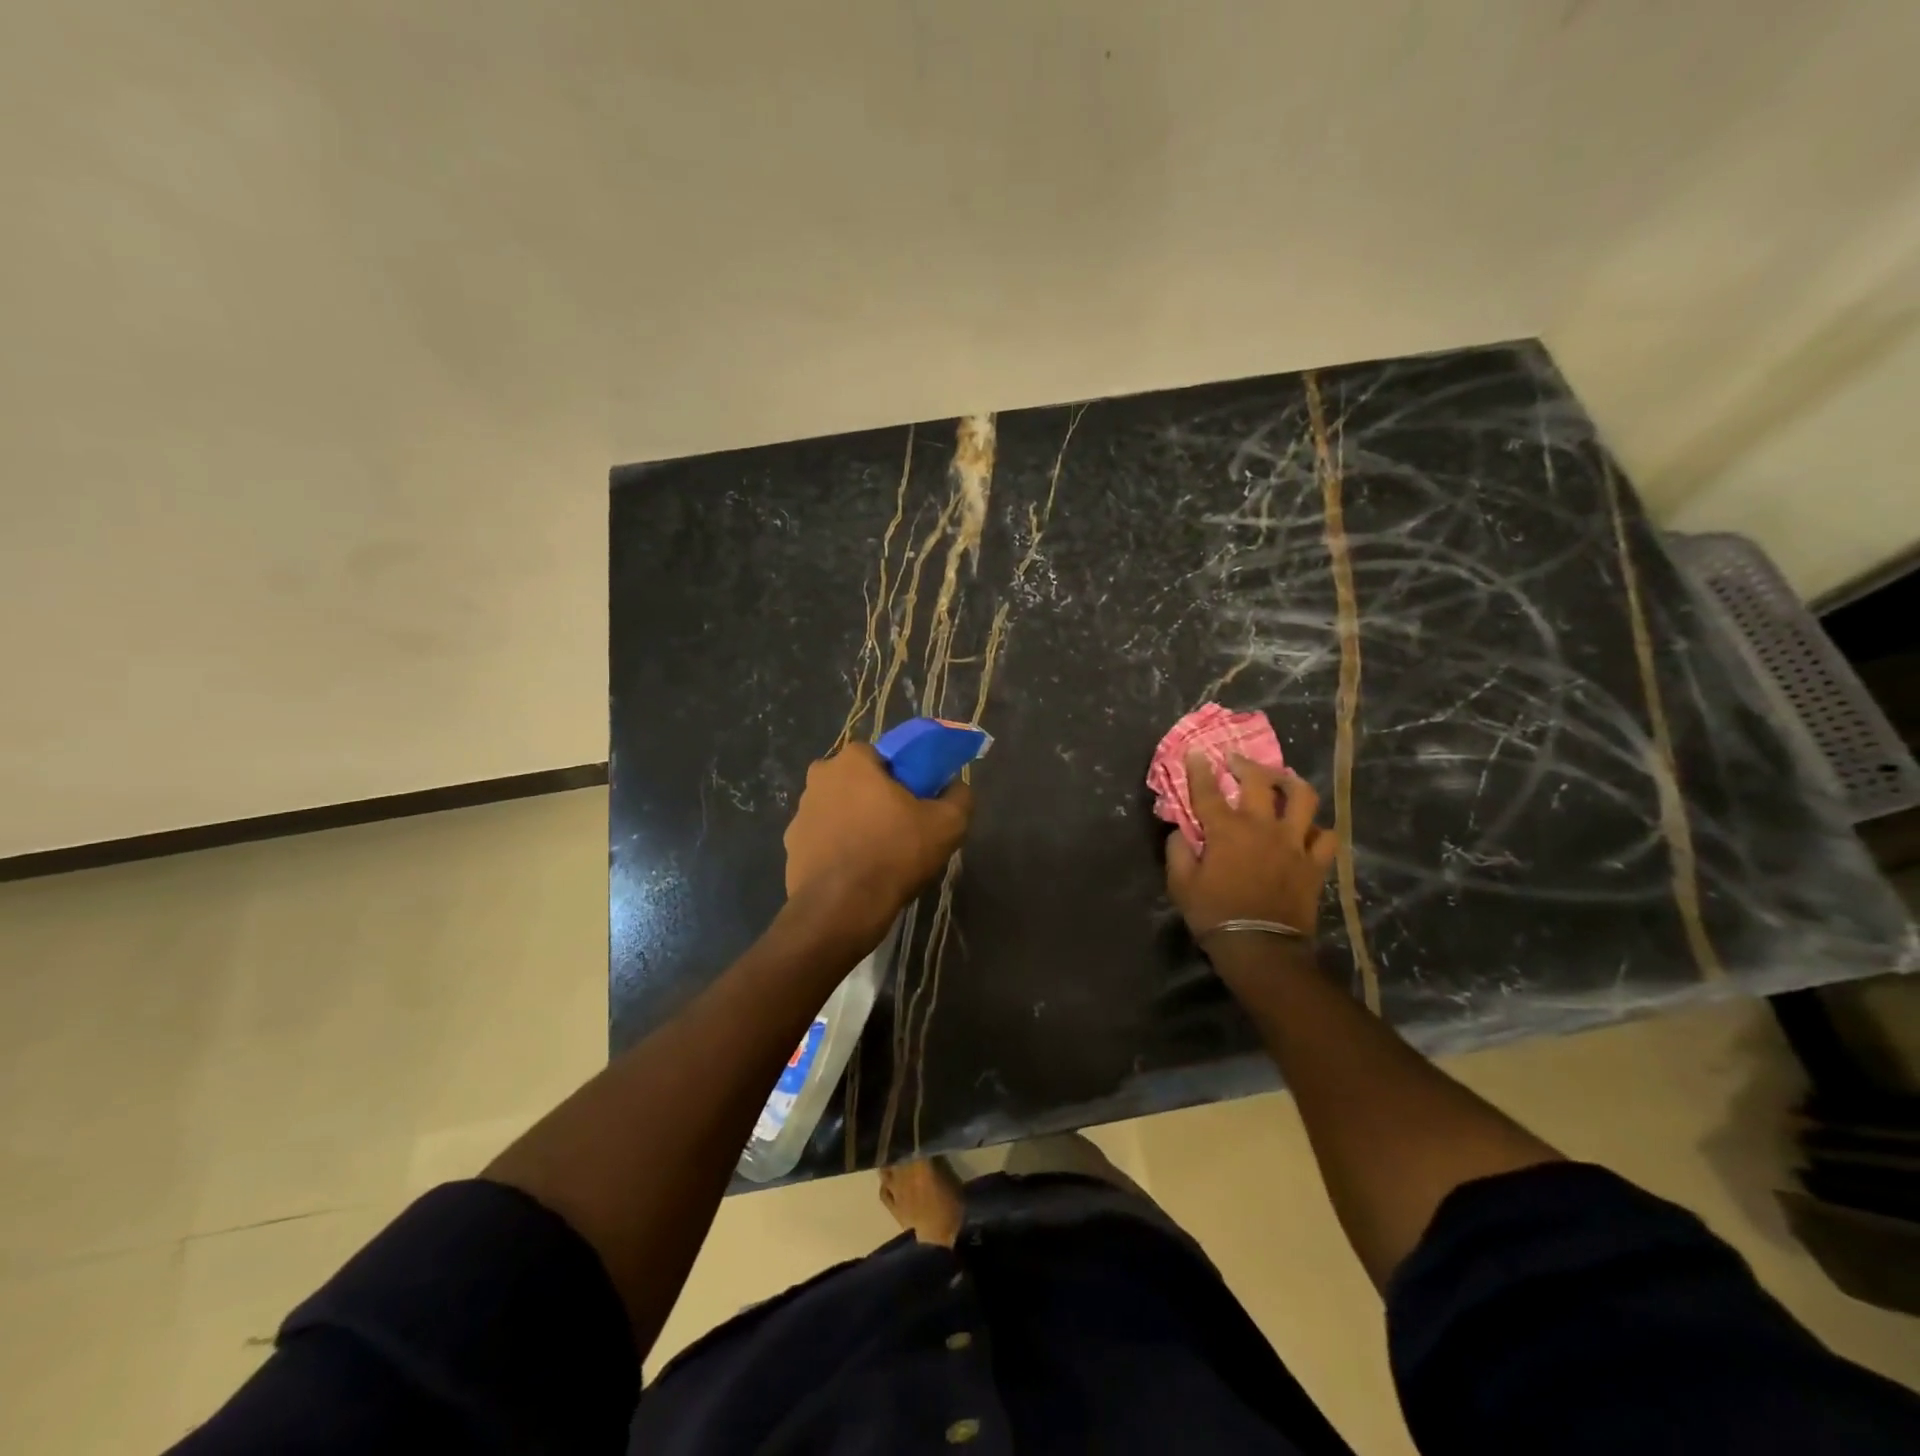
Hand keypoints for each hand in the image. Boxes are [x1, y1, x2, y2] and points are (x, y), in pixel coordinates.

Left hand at [784, 744, 972, 945]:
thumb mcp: (947, 824)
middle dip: (875, 797)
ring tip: (879, 854)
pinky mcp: (791, 846)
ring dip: (855, 822)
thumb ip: (959, 796)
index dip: (901, 775)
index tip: (916, 800)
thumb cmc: (894, 854)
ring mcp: (800, 813)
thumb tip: (957, 787)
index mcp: (852, 761)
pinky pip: (823, 838)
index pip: (881, 755)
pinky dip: (838, 848)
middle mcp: (819, 778)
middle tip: (900, 826)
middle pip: (856, 781)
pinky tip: (856, 871)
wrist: (841, 909)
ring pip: (838, 809)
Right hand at [1166, 752, 1336, 945]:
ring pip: (1303, 798)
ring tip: (1283, 779)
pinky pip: (1326, 837)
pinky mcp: (1315, 863)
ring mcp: (1293, 843)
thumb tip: (1180, 832)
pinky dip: (1318, 828)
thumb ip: (1178, 851)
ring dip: (1291, 783)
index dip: (1200, 769)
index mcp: (1226, 830)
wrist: (1261, 947)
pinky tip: (1309, 828)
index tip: (1196, 752)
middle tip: (1236, 761)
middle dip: (1245, 764)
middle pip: (1259, 782)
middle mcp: (1262, 827)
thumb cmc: (1215, 914)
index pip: (1208, 790)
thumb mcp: (1181, 885)